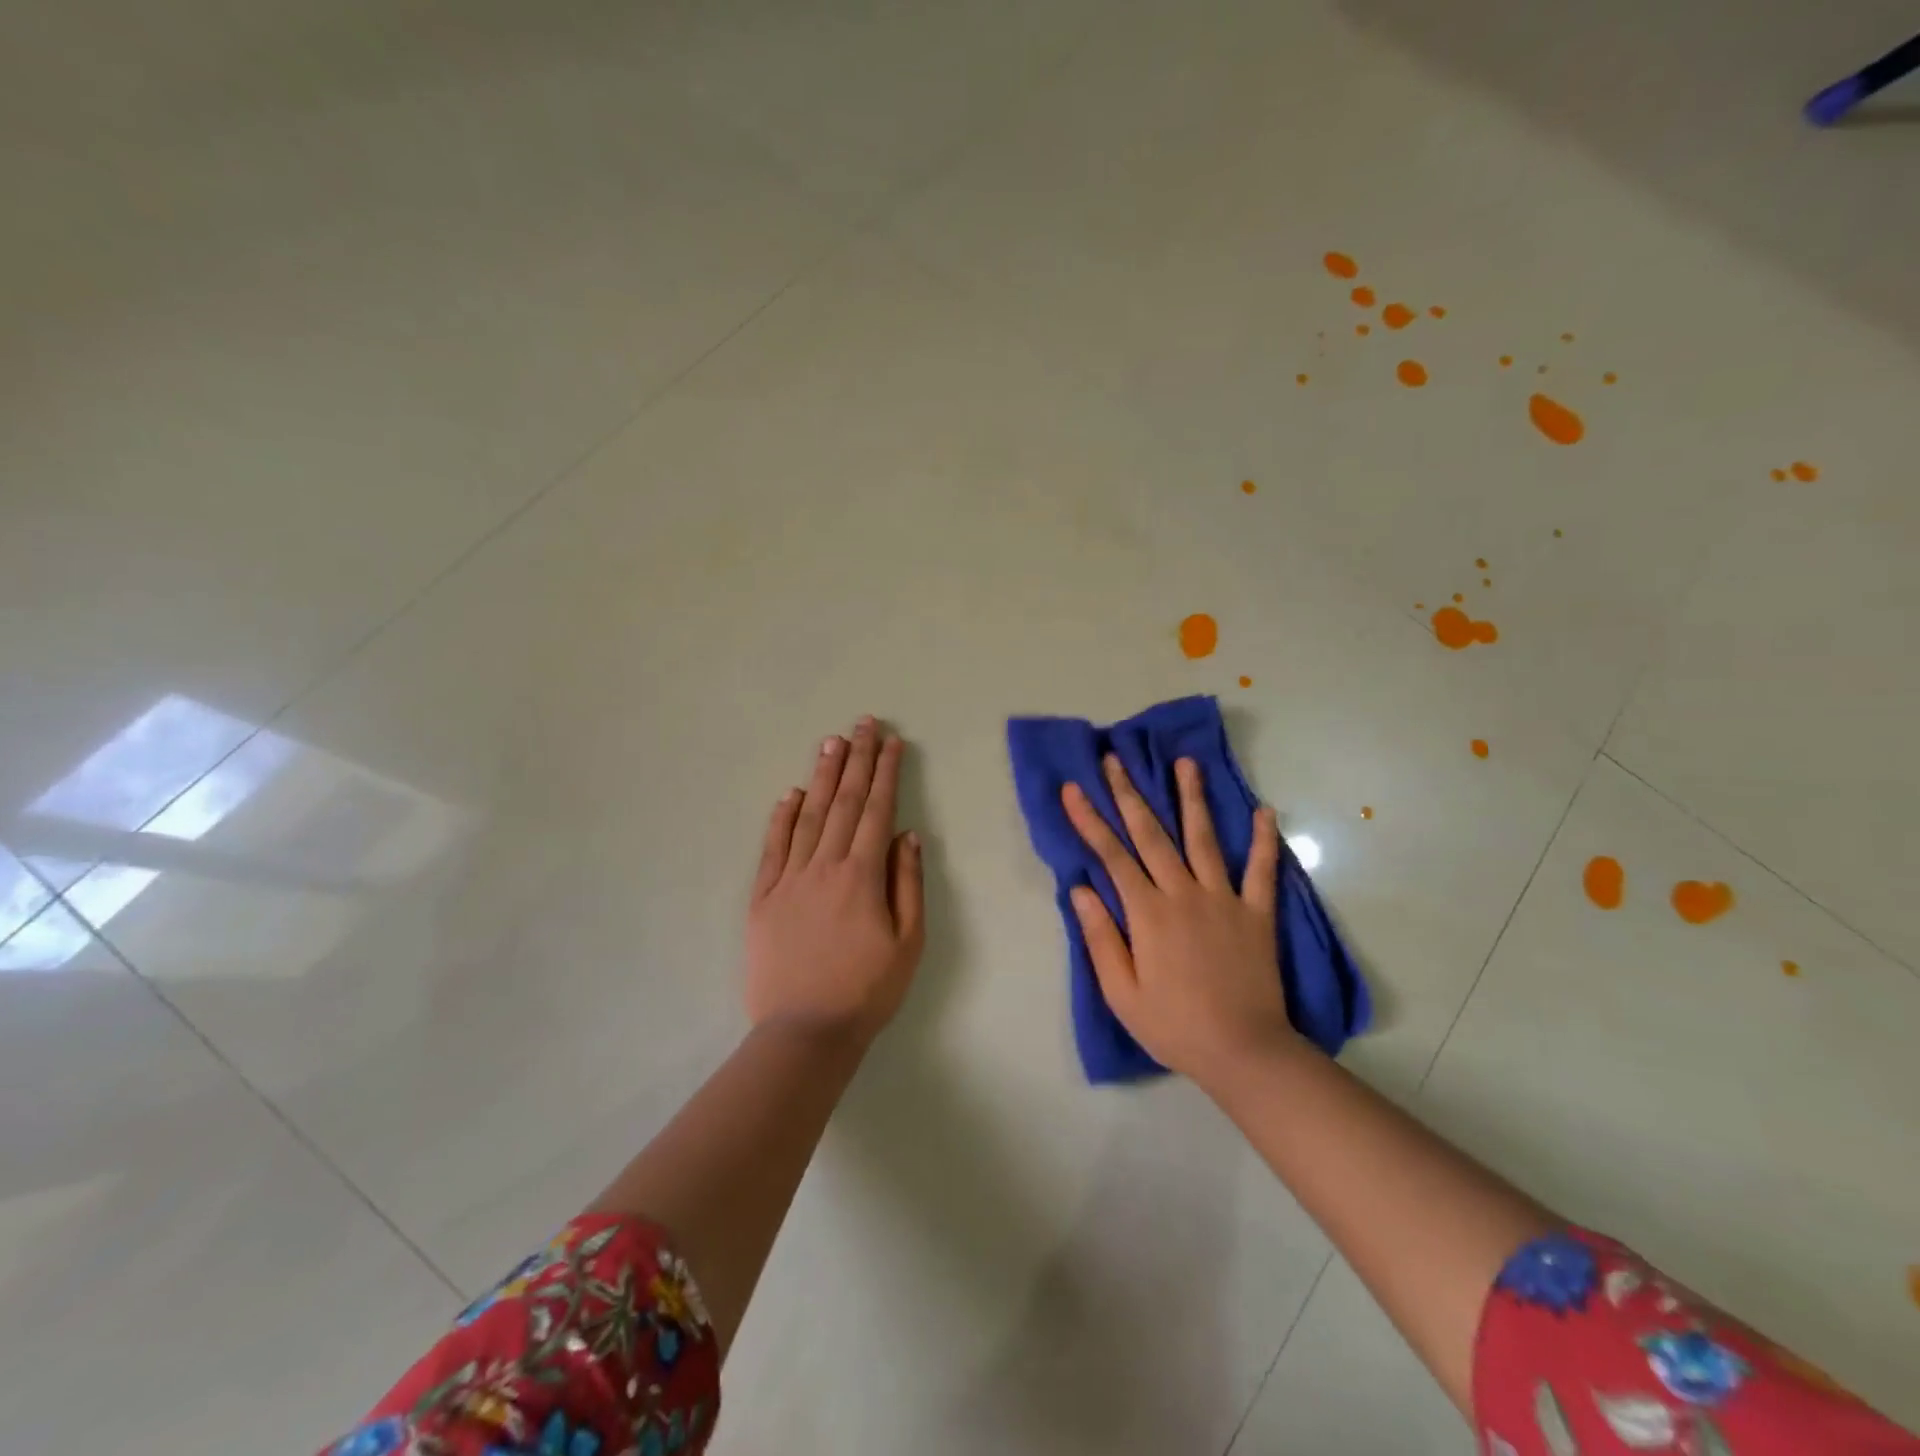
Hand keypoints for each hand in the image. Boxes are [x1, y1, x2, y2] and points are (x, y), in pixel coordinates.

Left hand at [745, 717, 925, 1043]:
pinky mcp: (763, 898)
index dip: (886, 773)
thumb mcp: (908, 943)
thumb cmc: (867, 990)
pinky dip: (782, 818)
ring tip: (831, 743)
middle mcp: (824, 867)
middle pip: (844, 803)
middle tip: (863, 724)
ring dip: (822, 777)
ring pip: (808, 816)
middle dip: (856, 760)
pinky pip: (773, 849)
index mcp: (862, 876)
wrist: (805, 1032)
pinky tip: (790, 795)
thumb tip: (907, 835)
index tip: (892, 742)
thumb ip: (907, 884)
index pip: (877, 811)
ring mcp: (789, 880)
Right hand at [1062, 754, 1296, 1083]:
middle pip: (1152, 834)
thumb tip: (1080, 890)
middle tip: (1116, 759)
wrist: (1244, 1052)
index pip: (1112, 855)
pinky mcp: (1257, 913)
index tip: (1074, 788)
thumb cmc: (1174, 1026)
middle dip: (1130, 794)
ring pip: (1204, 838)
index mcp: (1148, 913)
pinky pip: (1262, 870)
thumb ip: (1101, 938)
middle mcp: (1184, 894)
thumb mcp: (1122, 993)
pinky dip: (1263, 840)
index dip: (1089, 819)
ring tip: (1185, 763)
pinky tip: (1264, 811)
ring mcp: (1224, 899)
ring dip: (1192, 798)